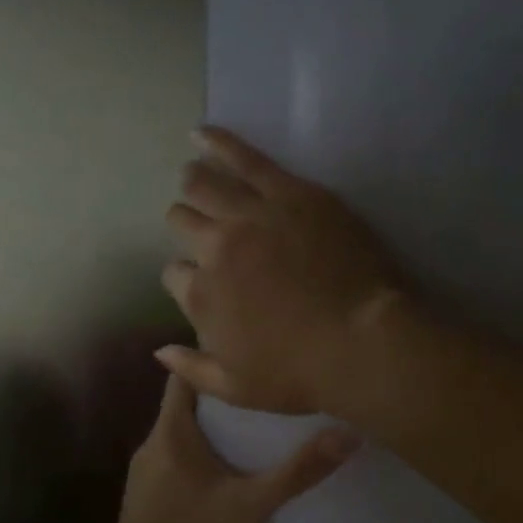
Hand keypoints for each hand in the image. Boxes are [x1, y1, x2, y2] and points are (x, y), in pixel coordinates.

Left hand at [101, 373, 357, 522]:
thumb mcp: (253, 506)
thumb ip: (298, 471)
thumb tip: (347, 435)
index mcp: (171, 434)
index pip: (183, 376)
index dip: (213, 361)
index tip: (249, 356)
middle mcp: (152, 445)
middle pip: (186, 405)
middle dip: (224, 399)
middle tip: (267, 394)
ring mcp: (145, 474)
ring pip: (182, 436)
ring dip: (214, 431)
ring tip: (257, 430)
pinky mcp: (146, 499)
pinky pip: (177, 461)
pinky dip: (202, 457)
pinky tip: (230, 473)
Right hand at [160, 126, 405, 414]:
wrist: (362, 341)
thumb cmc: (301, 373)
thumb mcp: (237, 389)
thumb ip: (192, 369)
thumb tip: (159, 349)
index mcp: (202, 297)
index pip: (175, 276)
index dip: (187, 279)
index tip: (204, 284)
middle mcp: (216, 248)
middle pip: (183, 222)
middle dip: (186, 224)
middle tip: (201, 226)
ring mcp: (251, 215)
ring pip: (204, 184)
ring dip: (194, 181)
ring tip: (194, 175)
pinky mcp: (289, 192)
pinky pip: (245, 157)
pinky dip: (217, 142)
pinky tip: (201, 133)